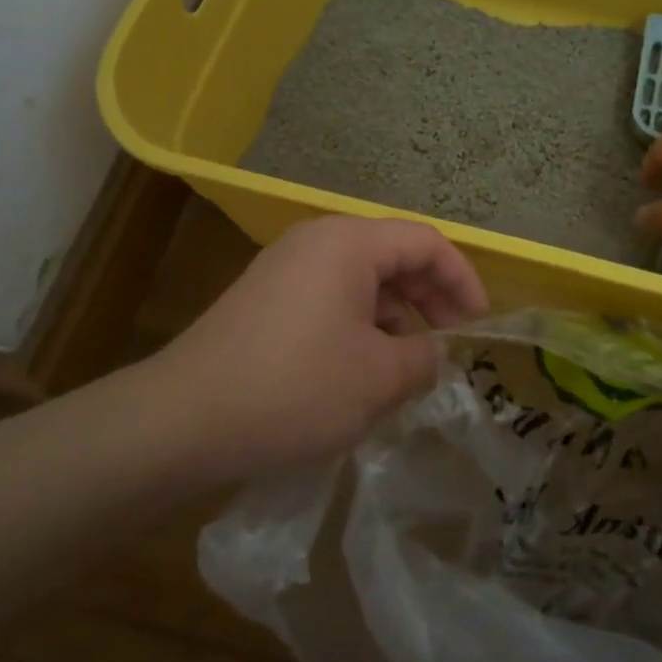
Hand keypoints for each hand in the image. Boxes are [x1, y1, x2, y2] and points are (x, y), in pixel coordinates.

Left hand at [158, 215, 488, 473]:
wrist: (183, 420)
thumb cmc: (295, 388)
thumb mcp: (378, 377)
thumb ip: (423, 358)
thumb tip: (432, 352)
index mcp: (348, 243)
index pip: (425, 241)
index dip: (462, 279)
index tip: (479, 324)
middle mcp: (316, 241)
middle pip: (393, 256)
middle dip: (429, 299)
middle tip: (447, 347)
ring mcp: (285, 268)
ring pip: (361, 280)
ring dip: (394, 317)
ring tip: (407, 367)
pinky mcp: (265, 299)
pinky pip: (330, 299)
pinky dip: (359, 326)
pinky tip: (362, 371)